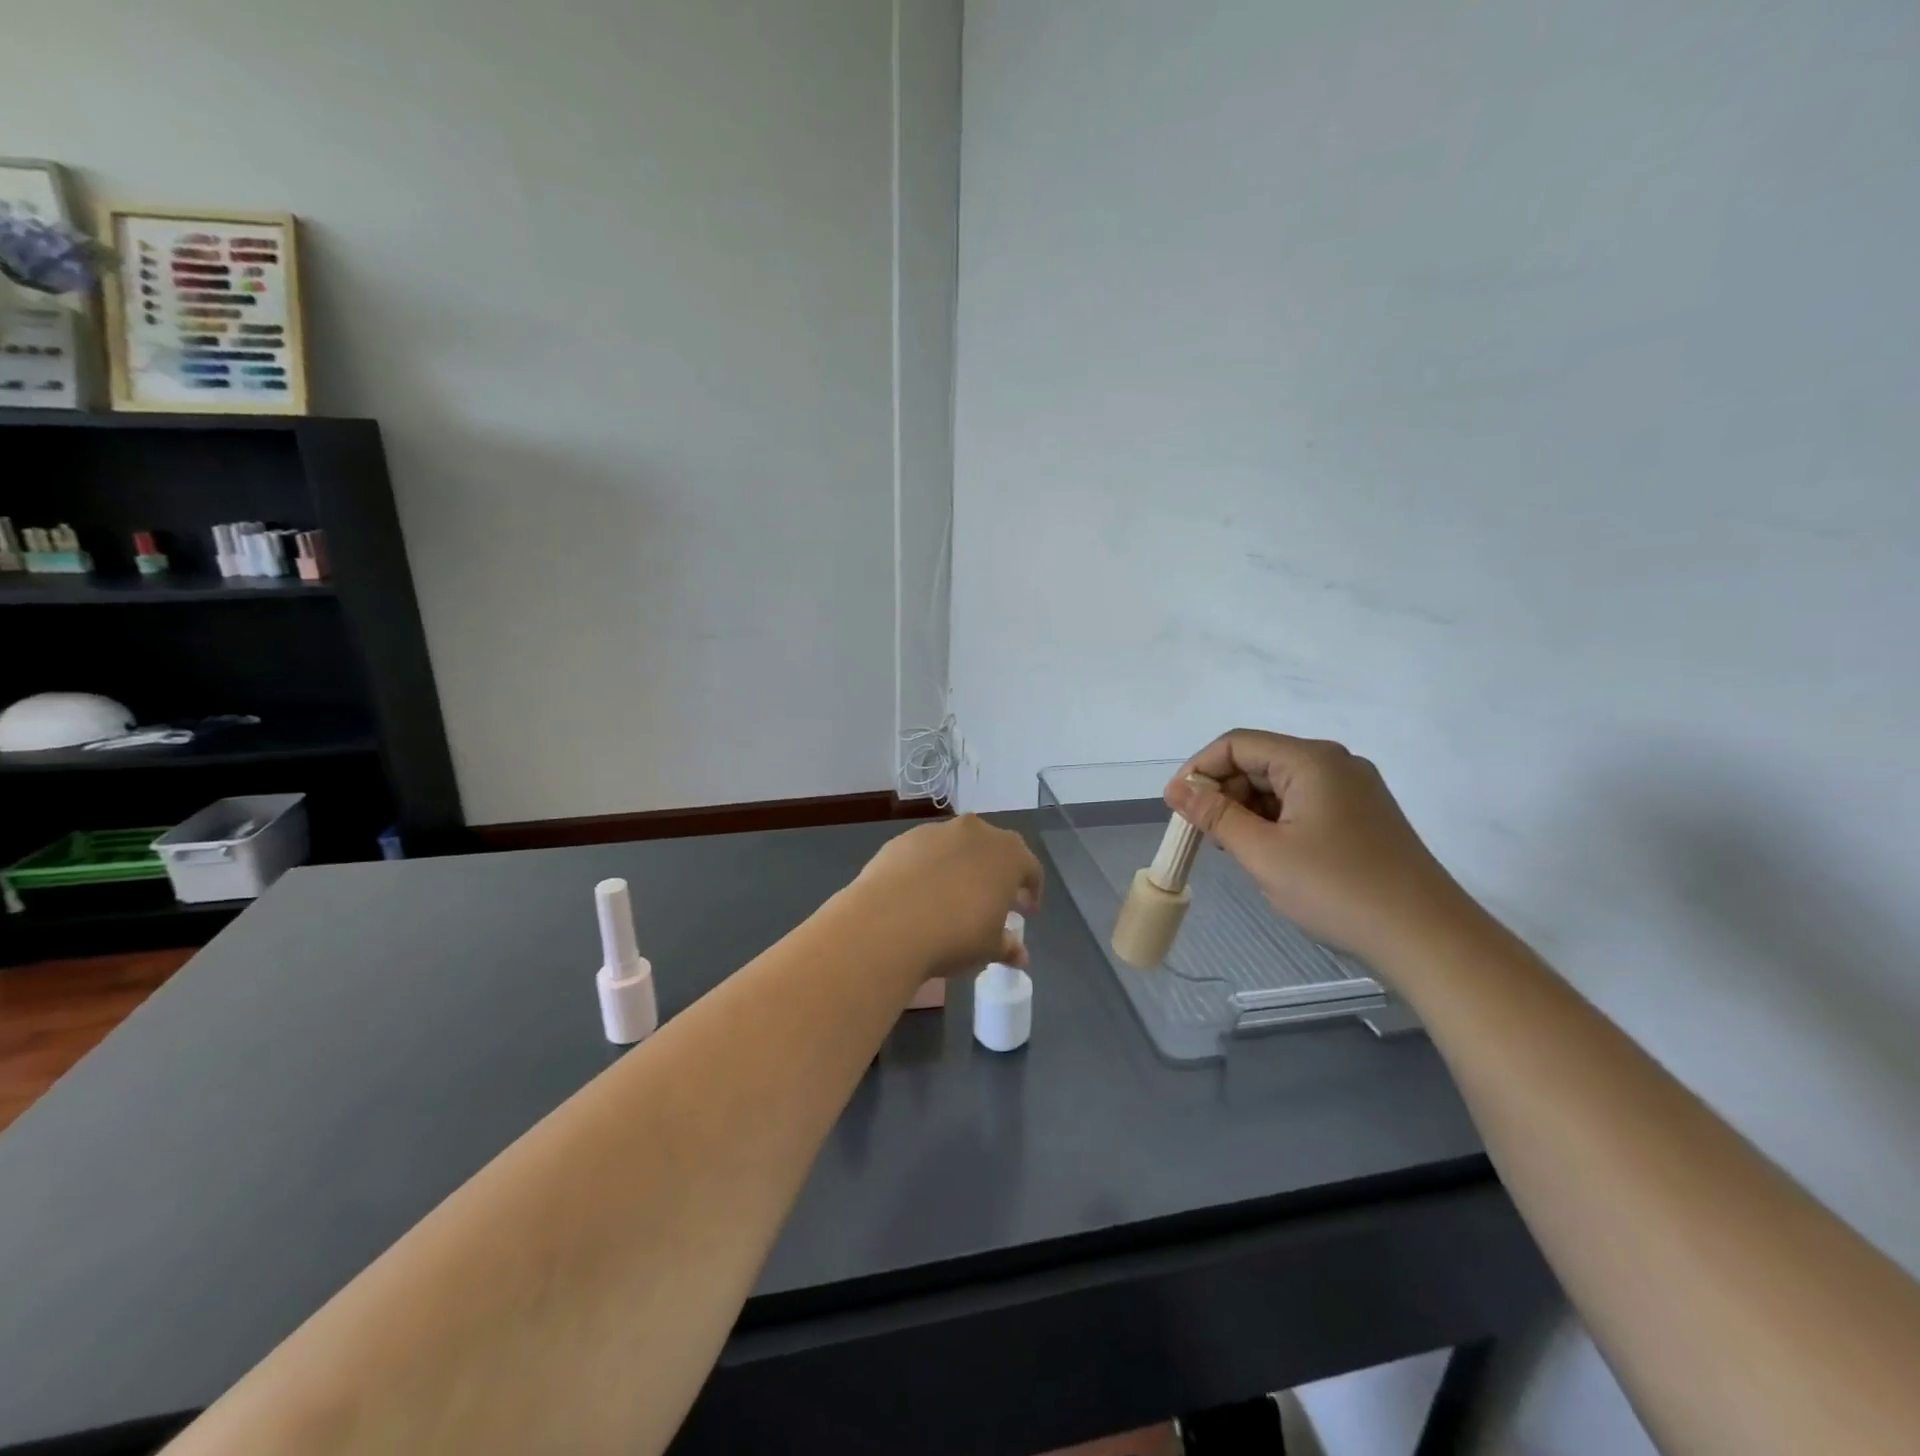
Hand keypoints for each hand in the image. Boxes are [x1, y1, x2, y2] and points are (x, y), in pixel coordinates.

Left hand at [852, 815, 1043, 978]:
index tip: (1026, 913)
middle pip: (994, 850)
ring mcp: (937, 831)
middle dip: (997, 875)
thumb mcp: (988, 948)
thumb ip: (1008, 947)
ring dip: (962, 867)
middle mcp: (976, 832)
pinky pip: (926, 852)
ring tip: (954, 898)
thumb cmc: (954, 934)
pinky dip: (930, 868)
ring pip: (958, 847)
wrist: (887, 923)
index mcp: (1007, 854)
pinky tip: (921, 894)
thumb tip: (1020, 957)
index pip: (1030, 868)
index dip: (1031, 891)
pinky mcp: (904, 839)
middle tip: (993, 903)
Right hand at [1166, 730, 1477, 965]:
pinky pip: (1302, 805)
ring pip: (1279, 786)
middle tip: (1204, 836)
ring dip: (1247, 811)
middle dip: (1223, 793)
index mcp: (1311, 760)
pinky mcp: (1362, 818)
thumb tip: (1175, 788)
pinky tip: (1268, 856)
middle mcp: (1334, 764)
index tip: (1176, 807)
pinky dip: (1274, 823)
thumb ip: (1214, 815)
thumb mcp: (1263, 853)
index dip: (1199, 770)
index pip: (1237, 744)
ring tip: (1235, 851)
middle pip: (1259, 762)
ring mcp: (1353, 791)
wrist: (1428, 939)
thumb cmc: (1337, 889)